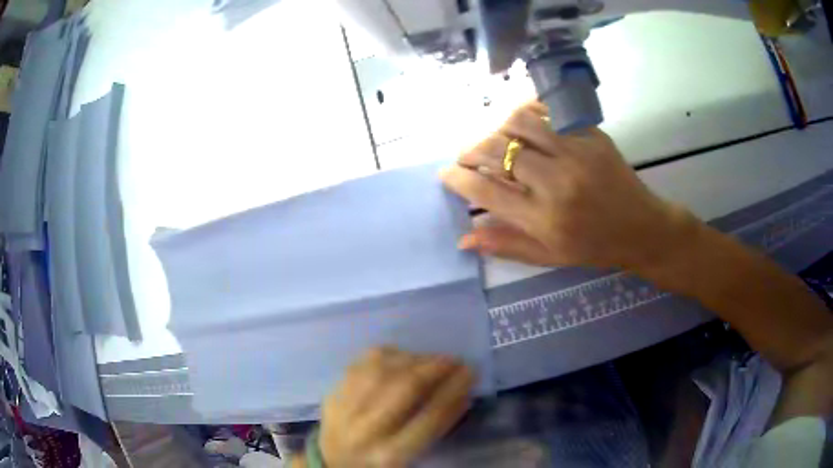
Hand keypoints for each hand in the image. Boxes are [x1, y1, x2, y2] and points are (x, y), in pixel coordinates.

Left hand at [319, 347, 473, 466]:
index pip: (430, 418)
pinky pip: (363, 363)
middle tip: (456, 360)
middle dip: (436, 369)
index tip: (471, 373)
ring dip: (415, 359)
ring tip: (433, 359)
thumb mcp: (412, 456)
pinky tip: (404, 357)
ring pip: (384, 370)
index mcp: (391, 455)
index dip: (454, 391)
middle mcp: (366, 431)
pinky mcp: (333, 393)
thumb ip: (436, 427)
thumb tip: (462, 391)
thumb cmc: (381, 463)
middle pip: (405, 389)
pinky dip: (389, 355)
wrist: (334, 462)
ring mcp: (345, 409)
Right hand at [440, 102, 693, 270]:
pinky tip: (519, 122)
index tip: (446, 174)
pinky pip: (549, 111)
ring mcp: (576, 153)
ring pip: (519, 123)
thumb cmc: (595, 247)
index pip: (486, 192)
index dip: (458, 180)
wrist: (641, 228)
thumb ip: (506, 244)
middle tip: (465, 156)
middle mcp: (557, 182)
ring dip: (495, 129)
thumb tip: (464, 239)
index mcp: (545, 219)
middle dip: (471, 151)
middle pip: (497, 152)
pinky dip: (526, 112)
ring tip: (492, 140)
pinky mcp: (590, 135)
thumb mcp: (550, 256)